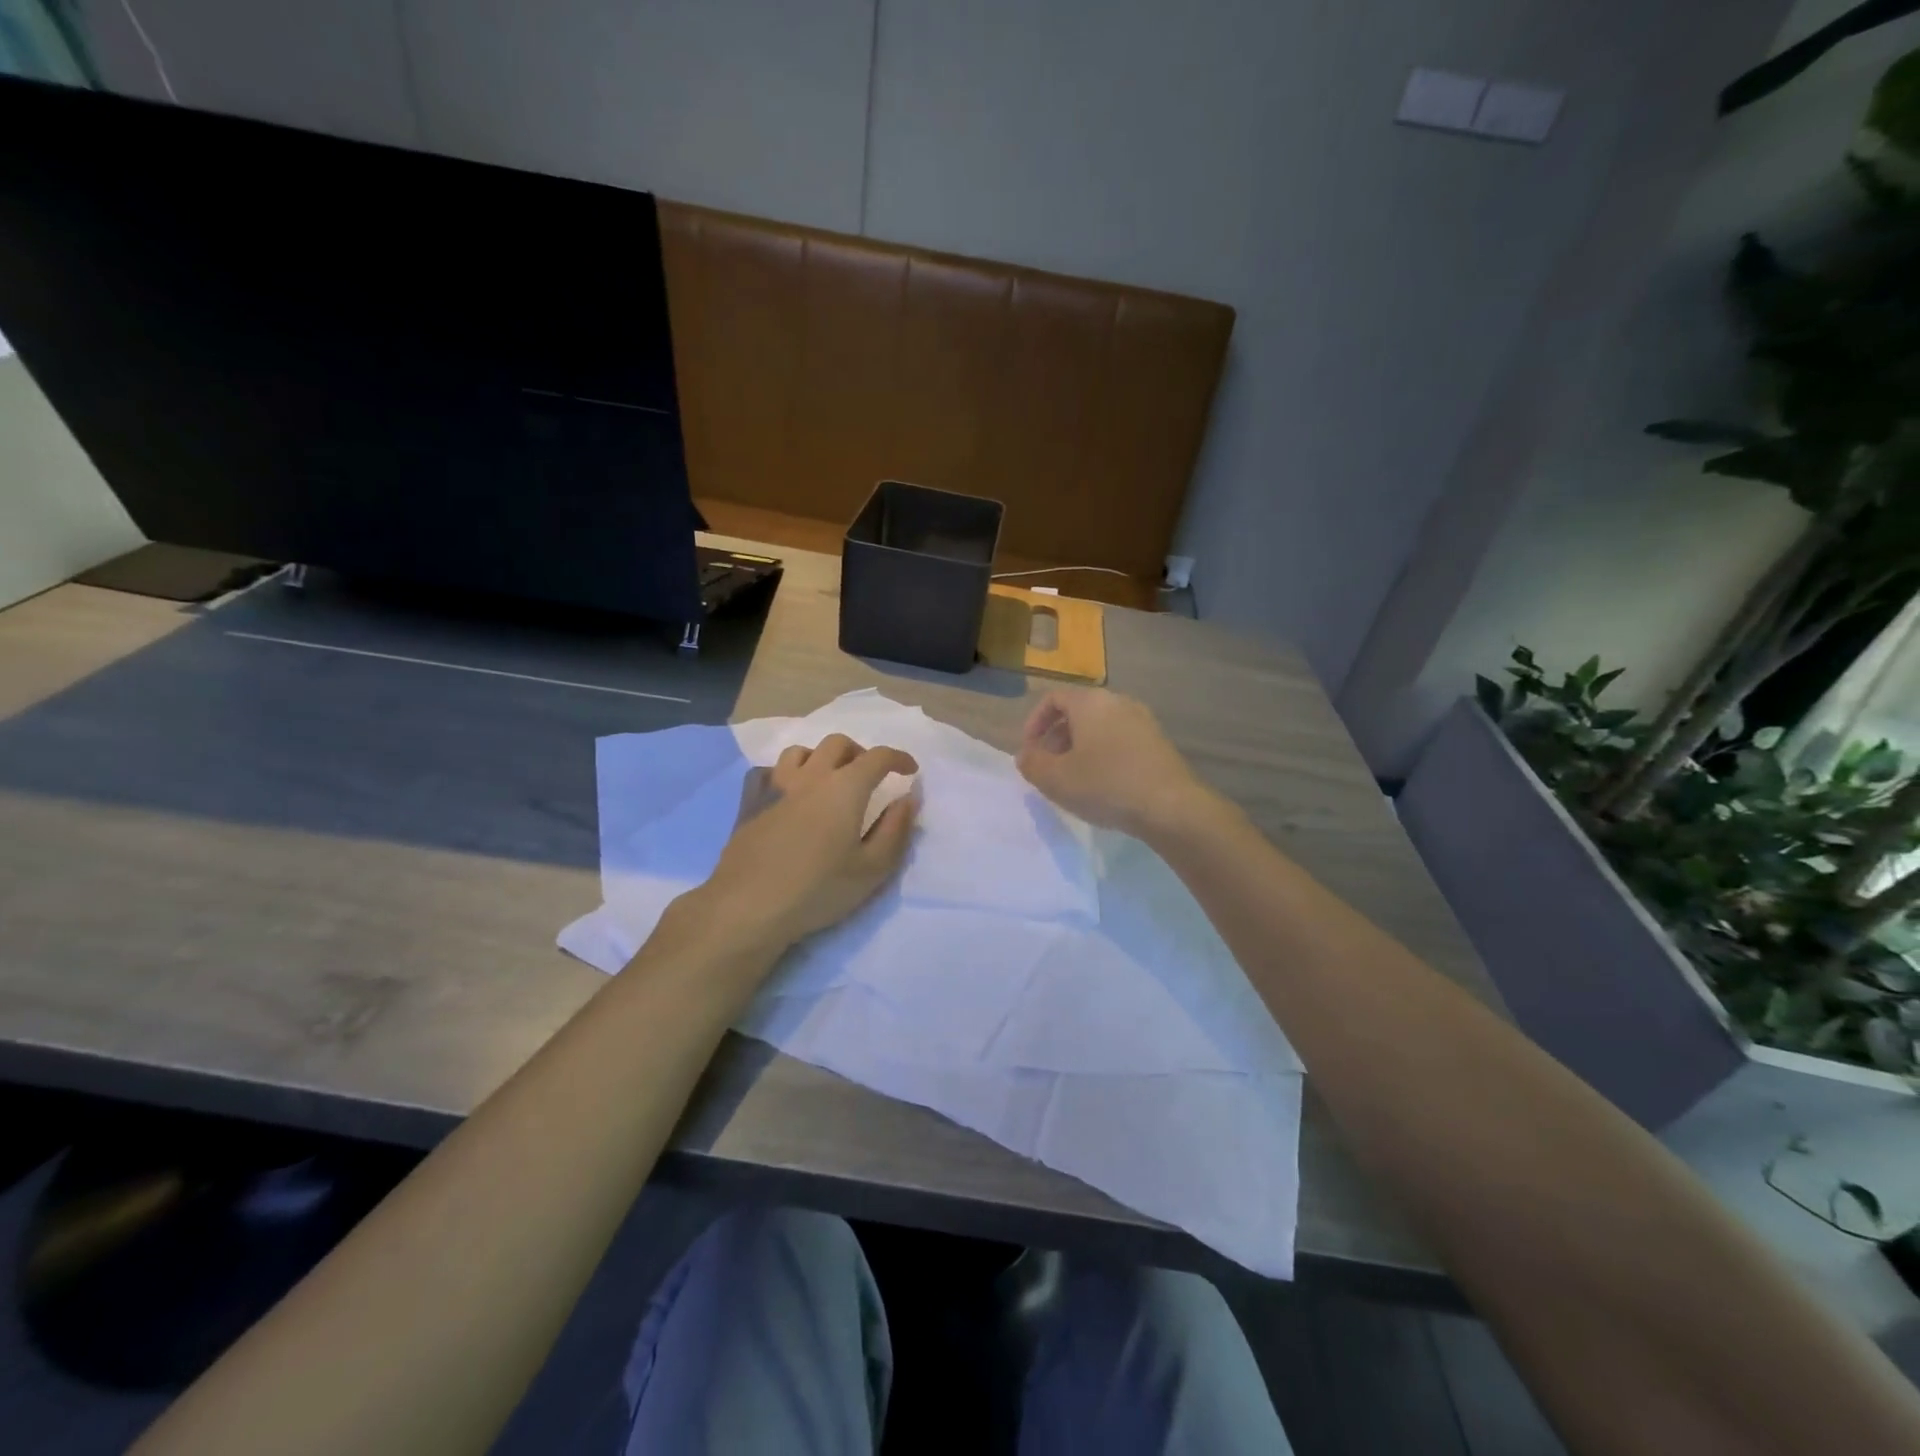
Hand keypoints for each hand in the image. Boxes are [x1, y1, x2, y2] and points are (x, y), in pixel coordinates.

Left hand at [698, 734, 919, 951]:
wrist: (749, 906)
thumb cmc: (818, 890)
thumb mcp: (872, 869)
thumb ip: (895, 830)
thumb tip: (908, 798)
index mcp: (845, 788)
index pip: (878, 757)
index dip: (898, 758)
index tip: (910, 771)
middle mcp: (810, 775)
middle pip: (838, 744)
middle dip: (860, 753)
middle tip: (869, 776)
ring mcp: (775, 785)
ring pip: (801, 751)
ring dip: (821, 758)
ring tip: (828, 780)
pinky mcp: (749, 802)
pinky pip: (767, 771)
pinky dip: (784, 774)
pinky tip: (787, 793)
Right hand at [1016, 688, 1211, 837]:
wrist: (1171, 807)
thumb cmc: (1106, 785)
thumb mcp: (1055, 779)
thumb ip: (1032, 763)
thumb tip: (1025, 755)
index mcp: (1090, 702)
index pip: (1053, 699)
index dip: (1034, 723)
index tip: (1029, 751)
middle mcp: (1118, 702)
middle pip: (1078, 712)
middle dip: (1056, 738)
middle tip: (1048, 768)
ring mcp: (1143, 721)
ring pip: (1100, 728)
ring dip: (1080, 749)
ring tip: (1074, 780)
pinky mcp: (1159, 743)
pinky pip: (1121, 741)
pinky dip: (1104, 756)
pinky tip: (1104, 786)